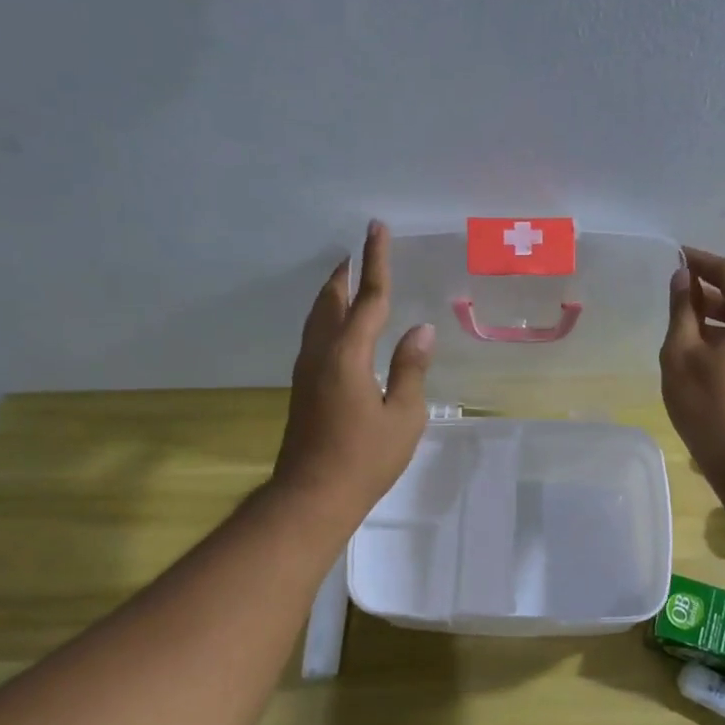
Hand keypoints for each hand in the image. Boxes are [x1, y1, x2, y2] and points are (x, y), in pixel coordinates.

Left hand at [274, 221, 435, 522]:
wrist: (312, 496)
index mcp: (348, 355)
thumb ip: (411, 369)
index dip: (376, 262)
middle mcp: (321, 353)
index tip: (376, 228)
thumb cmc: (365, 458)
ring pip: (317, 318)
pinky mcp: (303, 387)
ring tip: (346, 279)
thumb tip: (421, 329)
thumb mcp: (403, 416)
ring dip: (333, 294)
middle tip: (358, 251)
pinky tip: (338, 328)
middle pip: (332, 301)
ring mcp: (307, 370)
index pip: (369, 298)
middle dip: (346, 273)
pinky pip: (315, 336)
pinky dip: (328, 318)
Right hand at [660, 248, 724, 485]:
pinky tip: (704, 347)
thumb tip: (684, 279)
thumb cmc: (709, 405)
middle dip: (711, 290)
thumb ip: (683, 309)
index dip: (702, 262)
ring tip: (685, 319)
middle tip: (677, 289)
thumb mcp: (682, 352)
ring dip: (720, 315)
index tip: (677, 256)